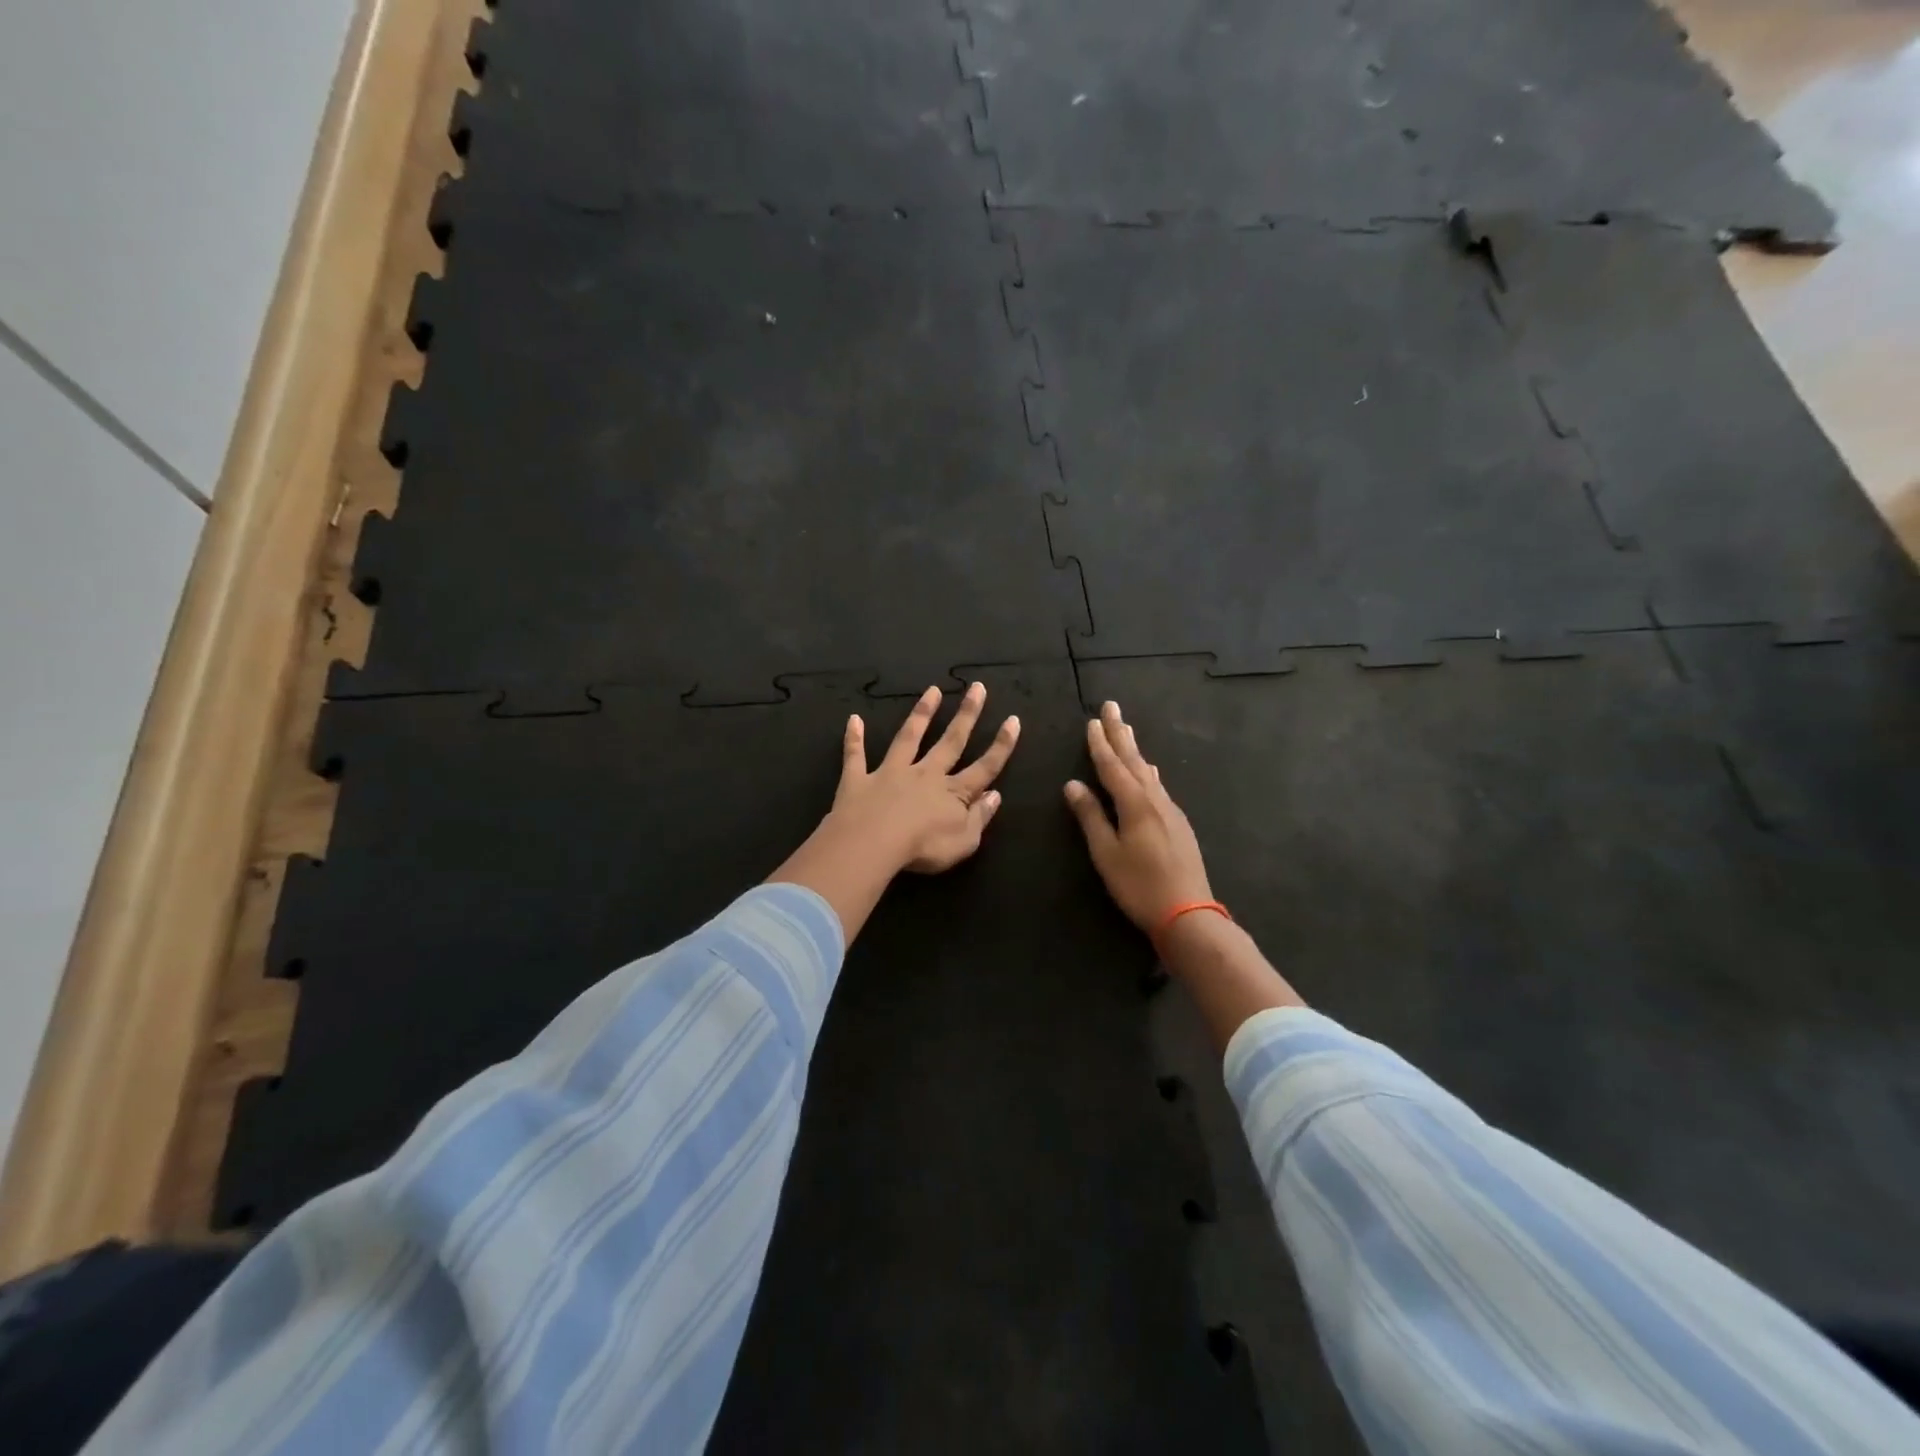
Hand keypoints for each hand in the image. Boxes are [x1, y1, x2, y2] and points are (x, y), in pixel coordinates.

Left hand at [830, 682, 1020, 872]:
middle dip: (967, 715)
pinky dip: (854, 738)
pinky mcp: (859, 780)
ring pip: (909, 738)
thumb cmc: (924, 848)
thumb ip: (981, 817)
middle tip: (977, 688)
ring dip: (921, 714)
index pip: (984, 767)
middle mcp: (925, 774)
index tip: (1013, 720)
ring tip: (932, 691)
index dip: (1001, 745)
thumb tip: (995, 794)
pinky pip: (856, 756)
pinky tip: (853, 720)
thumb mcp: (964, 841)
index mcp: (953, 792)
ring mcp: (891, 773)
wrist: (872, 844)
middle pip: (950, 741)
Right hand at [1064, 701, 1212, 931]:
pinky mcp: (1179, 824)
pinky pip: (1159, 786)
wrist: (1188, 913)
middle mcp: (1155, 799)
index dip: (1100, 744)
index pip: (1112, 766)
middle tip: (1112, 707)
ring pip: (1149, 771)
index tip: (1092, 721)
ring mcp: (1171, 810)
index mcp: (1134, 803)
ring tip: (1127, 730)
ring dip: (1135, 749)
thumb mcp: (1106, 853)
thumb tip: (1072, 784)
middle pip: (1134, 760)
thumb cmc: (1139, 885)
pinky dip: (1148, 771)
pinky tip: (1151, 772)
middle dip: (1120, 733)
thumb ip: (1090, 816)